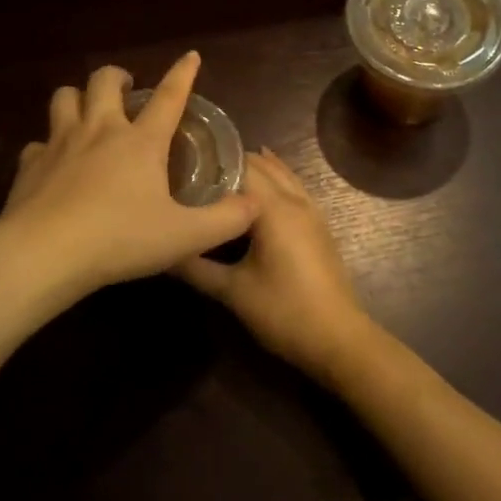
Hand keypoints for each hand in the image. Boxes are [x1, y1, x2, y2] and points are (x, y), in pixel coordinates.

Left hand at [0, 53, 258, 308]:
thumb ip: (226, 220)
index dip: (183, 74)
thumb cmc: (120, 240)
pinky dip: (47, 147)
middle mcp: (99, 130)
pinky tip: (53, 164)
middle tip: (127, 89)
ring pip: (64, 98)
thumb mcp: (185, 237)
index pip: (169, 97)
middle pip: (103, 81)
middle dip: (117, 76)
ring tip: (87, 112)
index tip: (190, 56)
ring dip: (77, 98)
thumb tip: (253, 203)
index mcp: (140, 142)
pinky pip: (37, 143)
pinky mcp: (29, 164)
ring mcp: (59, 143)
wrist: (44, 253)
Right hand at [174, 147, 376, 381]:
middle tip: (194, 170)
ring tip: (220, 172)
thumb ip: (195, 267)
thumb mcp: (232, 291)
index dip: (210, 161)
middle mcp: (294, 200)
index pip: (239, 166)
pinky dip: (275, 179)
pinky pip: (294, 187)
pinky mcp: (318, 225)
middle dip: (229, 163)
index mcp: (273, 208)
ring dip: (255, 168)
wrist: (337, 338)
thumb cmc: (283, 311)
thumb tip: (163, 251)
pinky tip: (260, 189)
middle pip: (261, 165)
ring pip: (281, 173)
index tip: (181, 166)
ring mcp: (311, 210)